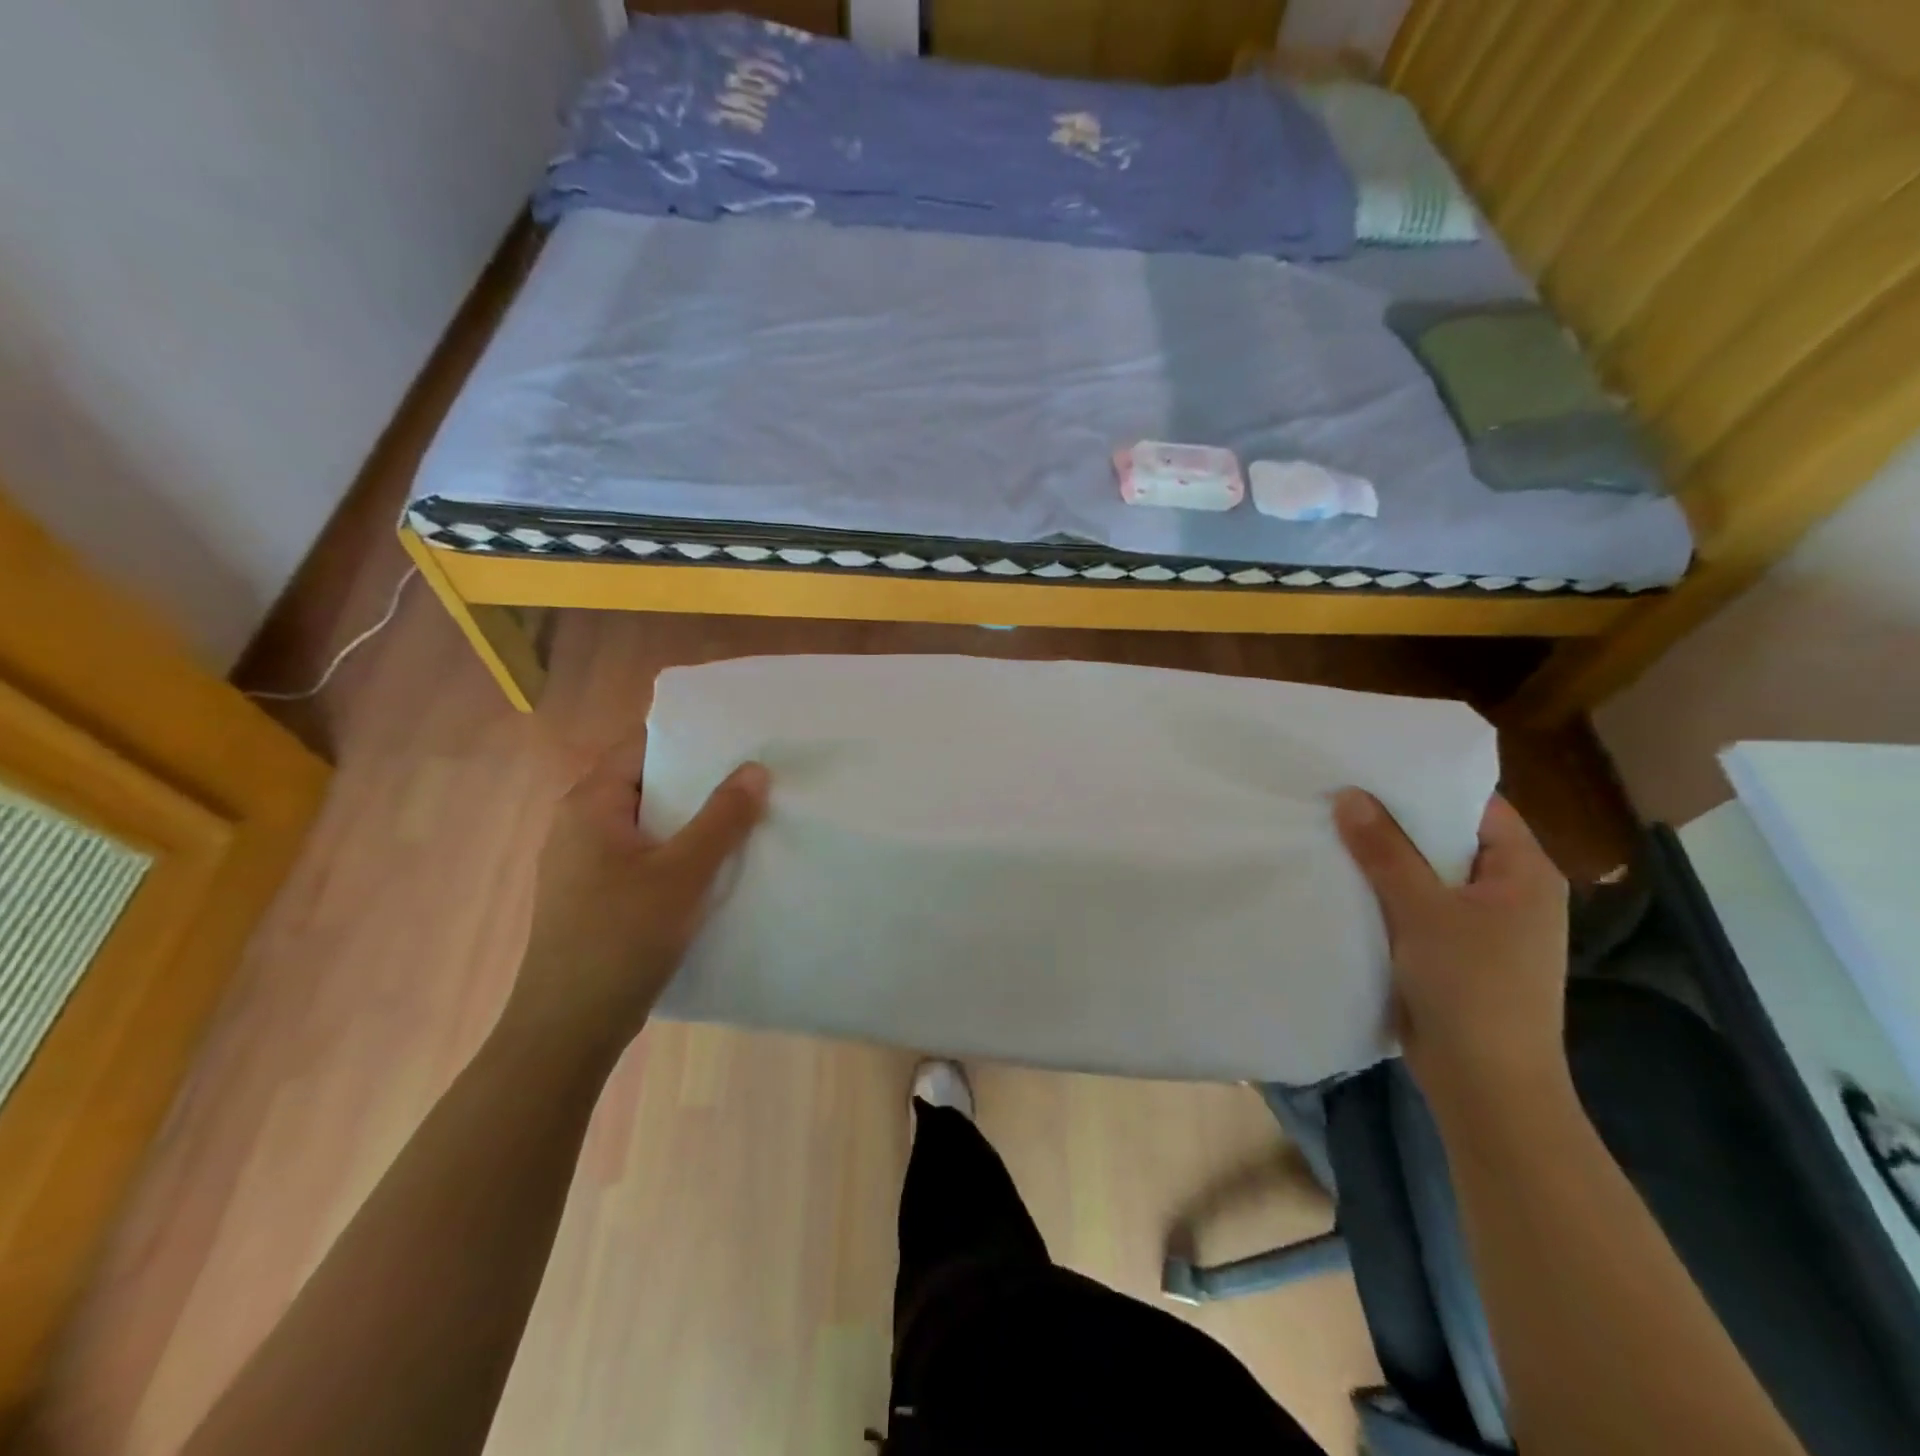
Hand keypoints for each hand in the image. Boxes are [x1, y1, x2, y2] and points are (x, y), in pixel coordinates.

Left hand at [504, 734, 769, 1055]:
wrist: (569, 1027)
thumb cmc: (622, 938)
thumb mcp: (683, 873)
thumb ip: (722, 818)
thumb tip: (756, 768)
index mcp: (590, 803)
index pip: (643, 747)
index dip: (692, 741)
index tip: (740, 741)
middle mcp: (579, 823)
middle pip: (648, 783)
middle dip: (700, 782)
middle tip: (754, 778)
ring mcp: (583, 861)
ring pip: (648, 822)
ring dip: (691, 820)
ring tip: (745, 817)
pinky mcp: (594, 894)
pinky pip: (642, 854)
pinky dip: (676, 851)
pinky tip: (713, 865)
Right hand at [1332, 788, 1569, 1118]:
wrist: (1486, 1085)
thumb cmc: (1471, 988)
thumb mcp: (1423, 910)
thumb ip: (1385, 850)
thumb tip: (1349, 795)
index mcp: (1525, 873)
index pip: (1478, 806)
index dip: (1428, 783)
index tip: (1373, 765)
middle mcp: (1510, 892)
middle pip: (1449, 838)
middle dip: (1397, 820)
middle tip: (1342, 792)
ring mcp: (1484, 926)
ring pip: (1429, 874)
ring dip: (1387, 858)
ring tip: (1333, 828)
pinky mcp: (1455, 952)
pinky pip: (1418, 906)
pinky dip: (1387, 892)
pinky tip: (1345, 880)